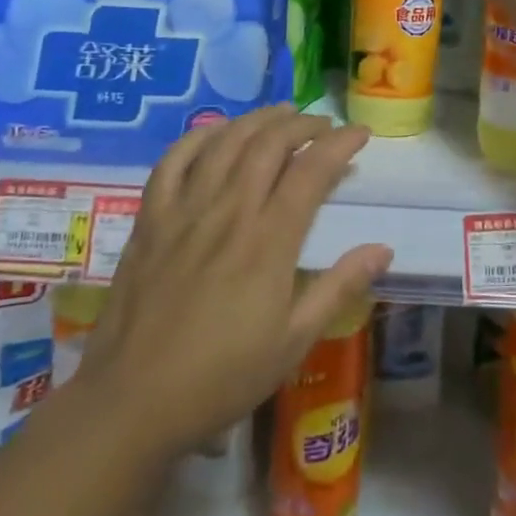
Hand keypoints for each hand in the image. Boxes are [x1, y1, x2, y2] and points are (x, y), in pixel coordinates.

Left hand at [75, 106, 389, 456]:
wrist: (132, 402)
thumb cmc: (221, 378)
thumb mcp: (293, 342)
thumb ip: (339, 288)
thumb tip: (383, 249)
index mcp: (268, 242)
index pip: (311, 172)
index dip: (340, 144)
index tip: (360, 134)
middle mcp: (228, 212)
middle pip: (269, 145)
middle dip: (302, 124)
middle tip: (323, 125)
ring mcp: (184, 211)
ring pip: (225, 143)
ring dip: (257, 120)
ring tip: (281, 113)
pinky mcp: (150, 220)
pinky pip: (173, 161)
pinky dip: (198, 137)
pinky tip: (215, 132)